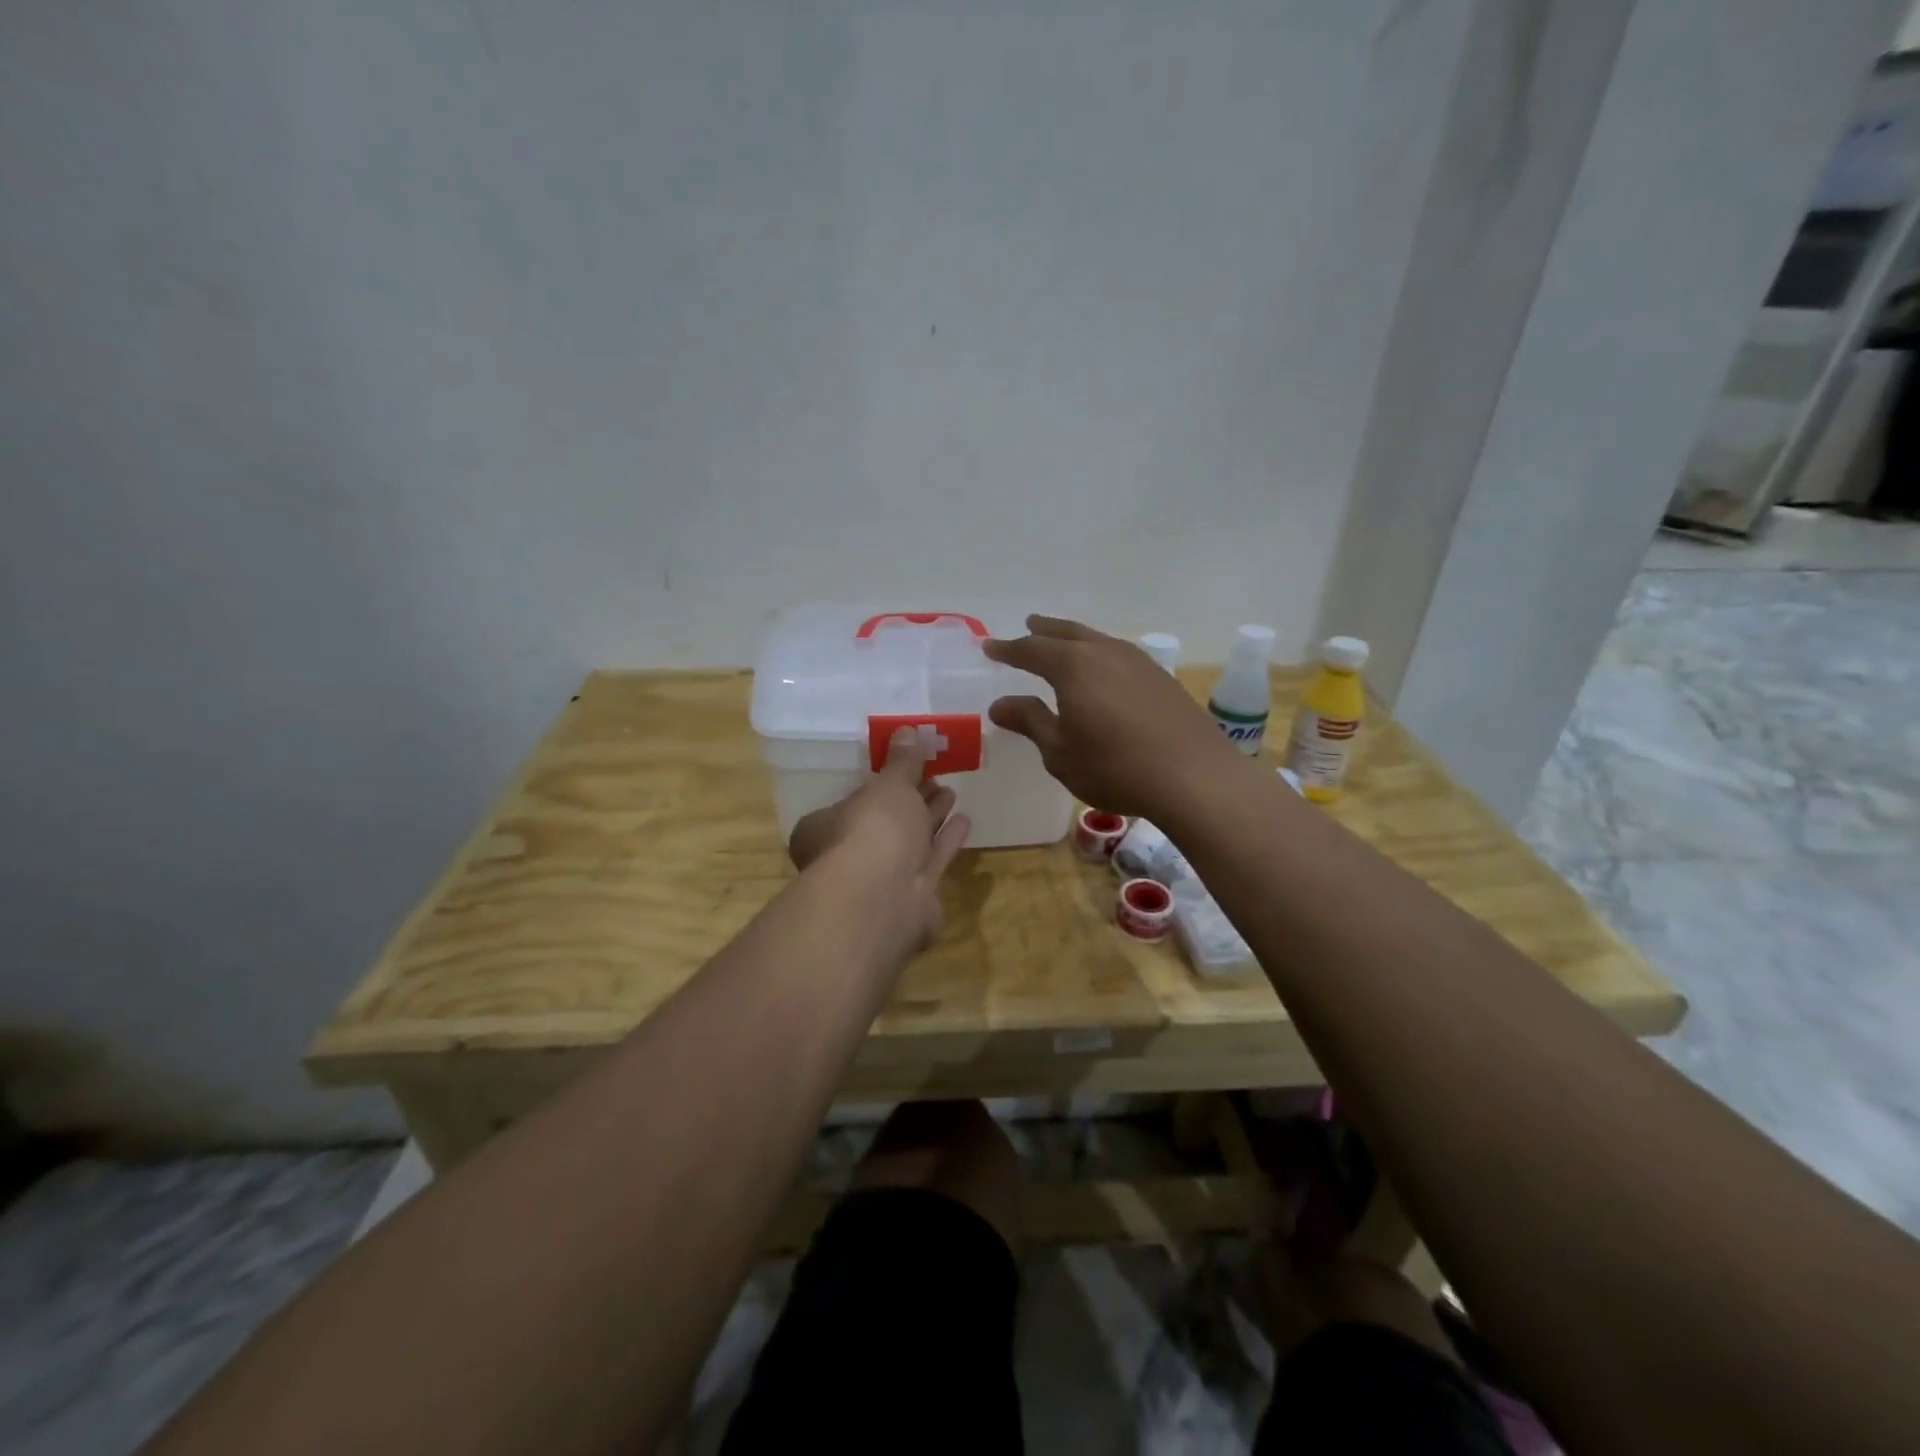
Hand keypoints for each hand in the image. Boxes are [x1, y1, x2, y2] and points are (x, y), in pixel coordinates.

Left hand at [788, 730, 971, 952]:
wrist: (885, 898)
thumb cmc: (872, 830)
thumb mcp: (889, 785)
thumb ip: (902, 761)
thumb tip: (907, 731)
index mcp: (826, 828)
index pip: (854, 800)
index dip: (882, 784)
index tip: (909, 766)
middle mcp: (850, 856)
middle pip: (885, 822)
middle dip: (911, 799)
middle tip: (936, 777)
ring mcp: (882, 881)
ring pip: (910, 842)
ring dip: (931, 817)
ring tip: (951, 793)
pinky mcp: (913, 899)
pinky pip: (932, 860)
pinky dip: (946, 841)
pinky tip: (965, 821)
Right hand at [984, 615, 1241, 818]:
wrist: (1194, 777)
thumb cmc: (1115, 768)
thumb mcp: (1060, 752)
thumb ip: (1030, 722)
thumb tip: (1000, 704)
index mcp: (1073, 666)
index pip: (1032, 649)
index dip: (1009, 649)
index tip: (990, 648)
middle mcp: (1106, 653)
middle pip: (1068, 633)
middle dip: (1045, 630)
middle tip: (1029, 624)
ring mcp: (1139, 663)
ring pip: (1098, 640)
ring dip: (1076, 639)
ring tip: (1065, 643)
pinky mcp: (1162, 679)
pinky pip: (1121, 655)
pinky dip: (1102, 654)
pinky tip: (1106, 671)